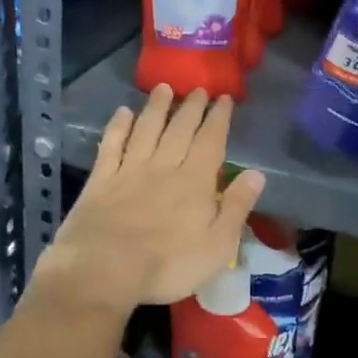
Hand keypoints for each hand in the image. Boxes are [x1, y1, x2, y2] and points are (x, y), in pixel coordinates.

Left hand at [32, 85, 264, 315]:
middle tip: (198, 89)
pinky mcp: (101, 180)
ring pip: (146, 129)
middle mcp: (163, 167)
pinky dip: (118, 127)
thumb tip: (257, 174)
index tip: (224, 98)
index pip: (211, 141)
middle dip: (191, 107)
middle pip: (179, 129)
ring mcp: (129, 170)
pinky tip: (122, 113)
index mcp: (194, 182)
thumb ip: (236, 207)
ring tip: (163, 88)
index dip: (218, 118)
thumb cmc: (168, 265)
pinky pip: (111, 145)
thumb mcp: (218, 246)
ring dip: (156, 107)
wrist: (104, 269)